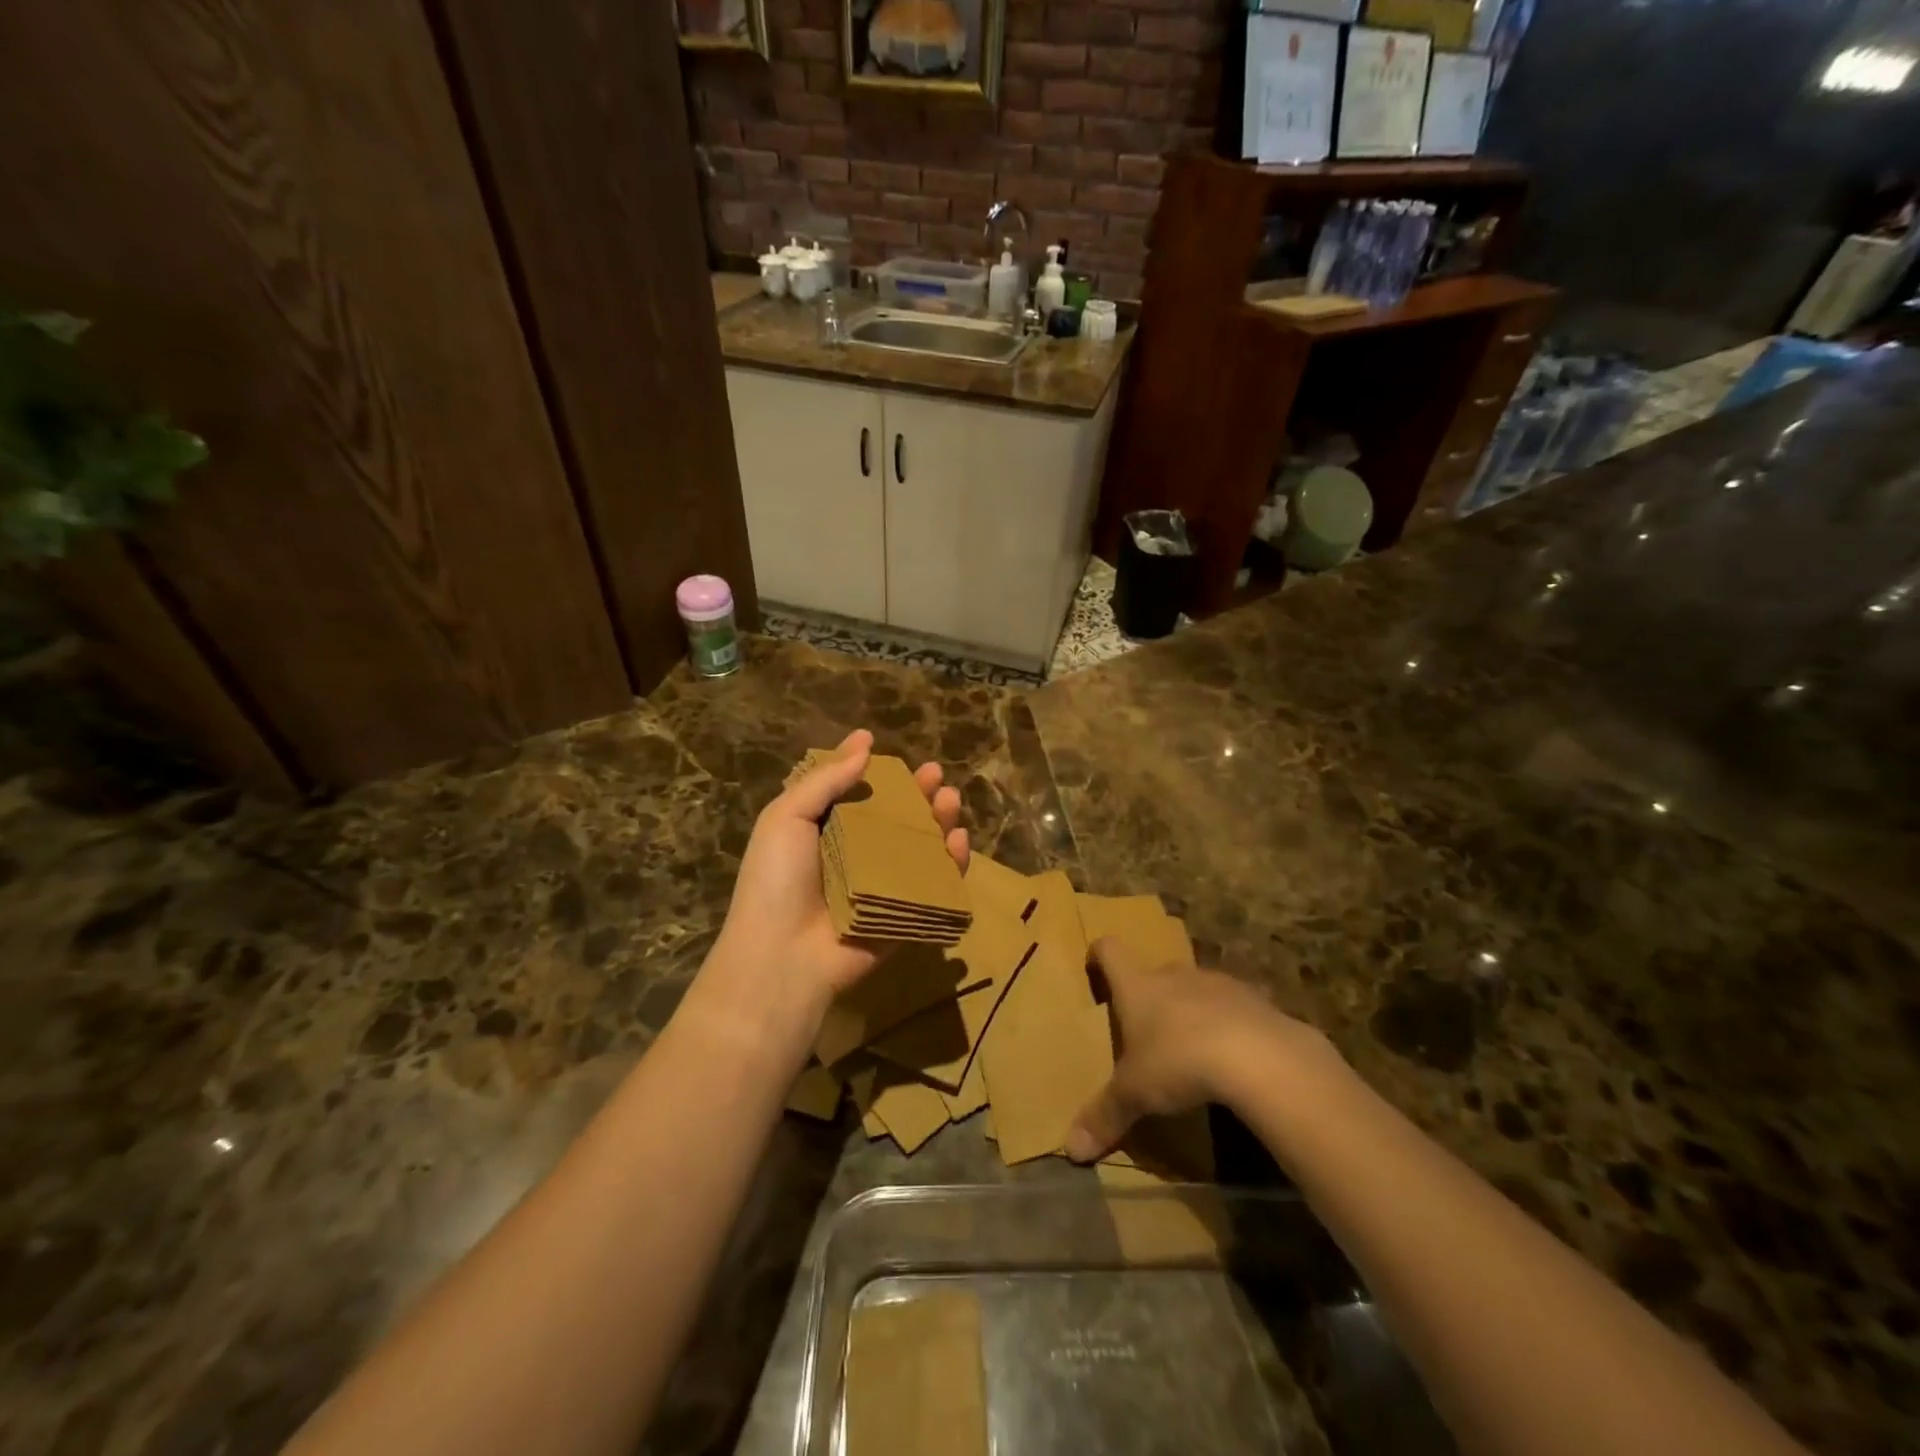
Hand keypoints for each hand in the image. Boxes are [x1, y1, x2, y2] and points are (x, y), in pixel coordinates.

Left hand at [710, 728, 967, 1016]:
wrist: (782, 957)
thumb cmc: (777, 880)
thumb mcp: (786, 817)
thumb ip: (825, 780)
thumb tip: (864, 742)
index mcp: (823, 832)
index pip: (857, 795)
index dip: (877, 773)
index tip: (893, 752)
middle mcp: (855, 857)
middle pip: (895, 819)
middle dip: (917, 794)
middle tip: (936, 775)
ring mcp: (882, 888)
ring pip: (919, 849)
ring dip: (938, 823)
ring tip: (950, 800)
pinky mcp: (904, 916)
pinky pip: (933, 888)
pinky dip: (951, 865)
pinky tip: (959, 841)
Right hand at [1064, 938, 1333, 1161]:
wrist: (1259, 1056)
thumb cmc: (1180, 1061)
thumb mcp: (1135, 1094)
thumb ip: (1105, 1116)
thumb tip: (1072, 1150)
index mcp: (1138, 986)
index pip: (1110, 949)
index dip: (1100, 955)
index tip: (1096, 968)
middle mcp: (1174, 974)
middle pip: (1154, 972)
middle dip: (1150, 996)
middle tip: (1145, 1030)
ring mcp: (1217, 983)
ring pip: (1195, 988)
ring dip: (1190, 1010)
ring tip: (1191, 1048)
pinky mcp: (1255, 1000)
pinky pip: (1233, 1007)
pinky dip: (1227, 1026)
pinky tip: (1232, 1059)